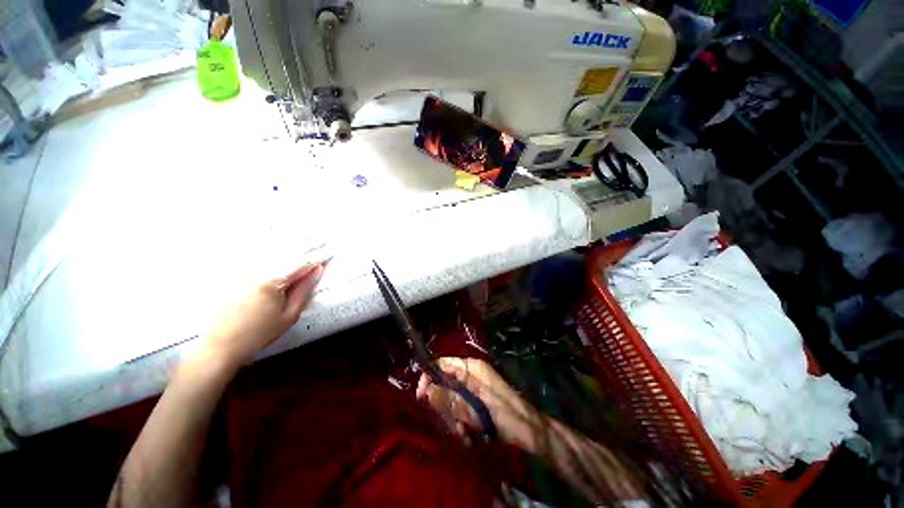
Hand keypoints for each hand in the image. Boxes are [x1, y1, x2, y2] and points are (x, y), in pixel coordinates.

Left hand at [199, 262, 325, 369]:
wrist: (220, 346)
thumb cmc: (259, 334)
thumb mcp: (289, 315)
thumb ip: (304, 290)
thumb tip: (317, 270)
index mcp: (273, 281)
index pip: (301, 264)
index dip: (316, 259)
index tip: (327, 255)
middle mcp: (256, 271)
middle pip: (284, 257)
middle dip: (300, 255)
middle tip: (315, 251)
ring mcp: (241, 273)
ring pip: (269, 257)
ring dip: (284, 256)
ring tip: (296, 255)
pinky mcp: (231, 276)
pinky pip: (254, 262)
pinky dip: (266, 260)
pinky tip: (270, 262)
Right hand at [417, 357, 540, 450]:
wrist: (528, 430)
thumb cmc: (503, 414)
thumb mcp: (474, 407)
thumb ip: (449, 398)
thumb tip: (426, 389)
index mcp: (471, 368)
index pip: (443, 364)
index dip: (430, 377)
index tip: (421, 396)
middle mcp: (471, 375)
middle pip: (445, 385)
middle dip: (445, 407)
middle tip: (453, 424)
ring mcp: (474, 388)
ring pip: (451, 401)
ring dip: (454, 419)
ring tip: (464, 434)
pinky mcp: (476, 402)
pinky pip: (460, 410)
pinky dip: (462, 424)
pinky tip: (469, 437)